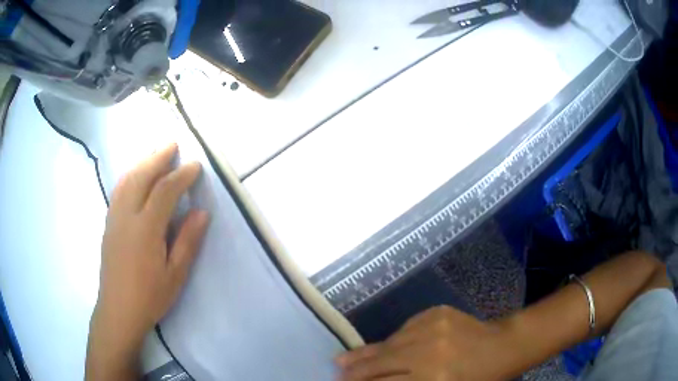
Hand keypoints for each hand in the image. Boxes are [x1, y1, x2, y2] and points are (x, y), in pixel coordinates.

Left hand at [86, 143, 209, 379]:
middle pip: (142, 176)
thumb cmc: (150, 296)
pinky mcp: (108, 223)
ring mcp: (114, 217)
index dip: (181, 175)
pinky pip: (119, 190)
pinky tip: (136, 175)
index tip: (195, 166)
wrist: (118, 310)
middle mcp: (127, 215)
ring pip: (127, 179)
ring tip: (156, 154)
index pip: (164, 191)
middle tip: (173, 145)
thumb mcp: (175, 274)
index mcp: (145, 229)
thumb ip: (188, 241)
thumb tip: (202, 212)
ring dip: (143, 162)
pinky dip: (130, 175)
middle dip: (158, 157)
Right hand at [336, 306, 510, 380]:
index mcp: (433, 380)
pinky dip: (391, 341)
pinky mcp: (435, 313)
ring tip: (346, 360)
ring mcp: (431, 328)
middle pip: (380, 363)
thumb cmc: (476, 379)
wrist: (502, 346)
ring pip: (388, 344)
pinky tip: (382, 348)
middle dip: (355, 371)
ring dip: (367, 355)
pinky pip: (403, 330)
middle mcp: (428, 353)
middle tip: (336, 373)